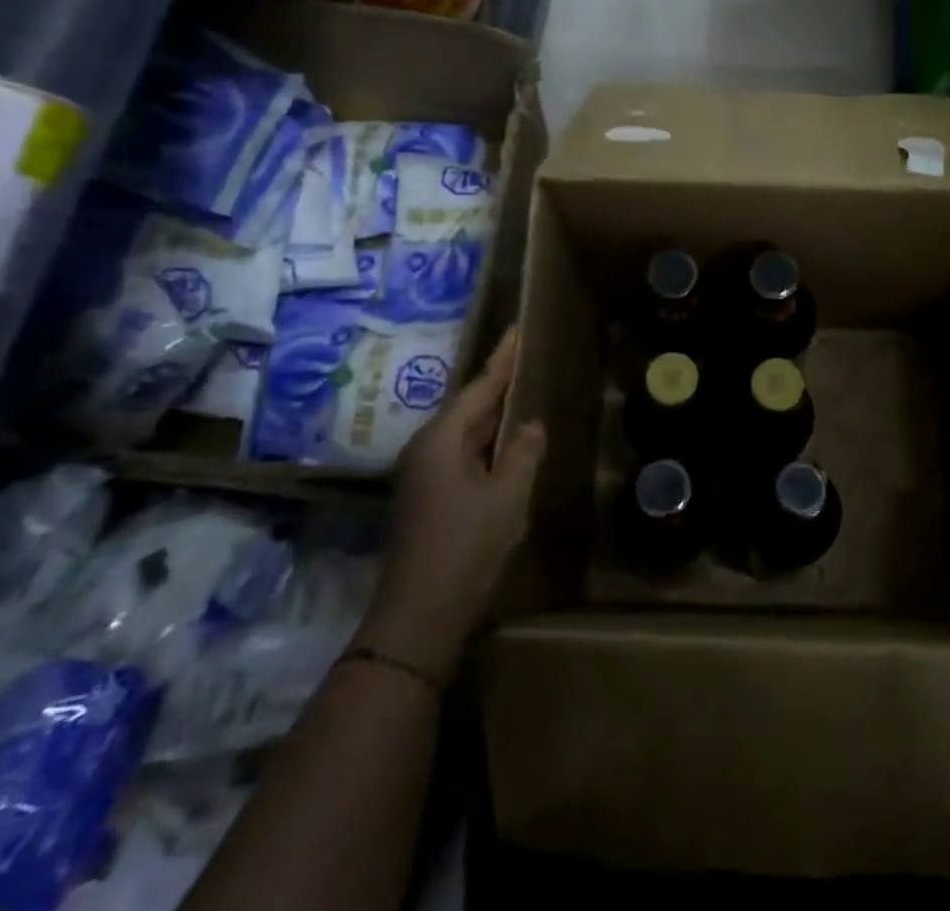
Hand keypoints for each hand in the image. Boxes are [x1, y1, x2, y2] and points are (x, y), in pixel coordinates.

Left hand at [354, 327, 545, 682]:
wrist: (418, 619)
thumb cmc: (466, 548)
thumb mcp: (507, 497)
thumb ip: (523, 453)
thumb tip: (531, 424)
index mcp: (442, 440)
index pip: (480, 387)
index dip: (503, 358)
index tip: (518, 329)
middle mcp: (426, 449)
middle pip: (468, 406)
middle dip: (497, 383)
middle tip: (526, 357)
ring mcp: (422, 476)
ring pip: (464, 432)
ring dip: (492, 414)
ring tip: (521, 391)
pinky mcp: (427, 498)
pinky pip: (461, 454)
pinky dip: (485, 441)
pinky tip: (505, 443)